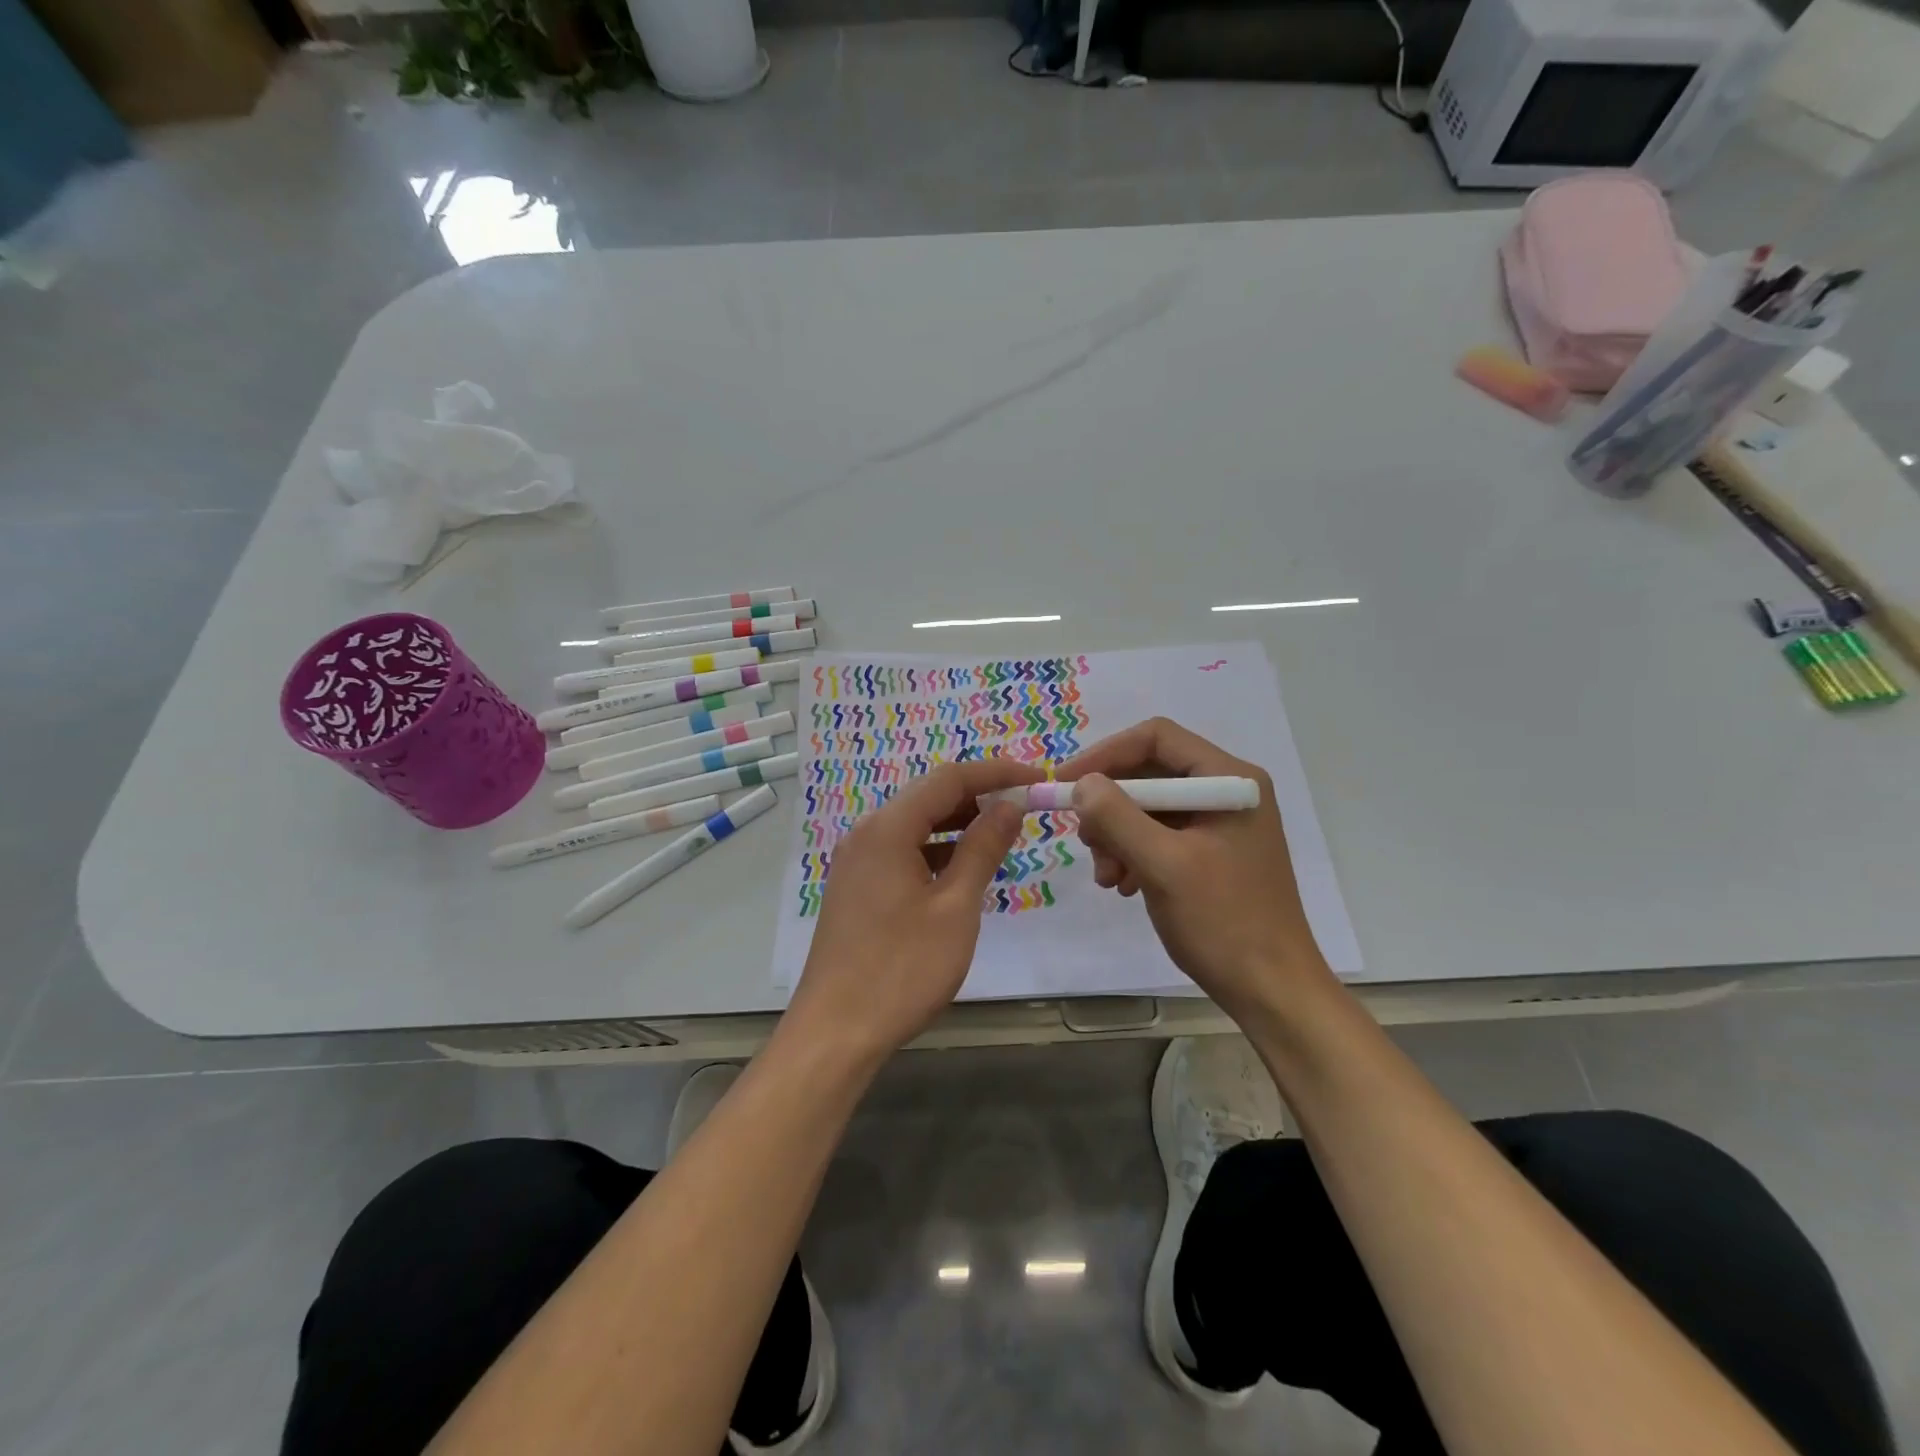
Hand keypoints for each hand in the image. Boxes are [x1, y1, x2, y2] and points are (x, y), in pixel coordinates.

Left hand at [782, 757, 1045, 1066]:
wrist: (835, 1031)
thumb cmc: (901, 969)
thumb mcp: (955, 907)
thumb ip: (982, 849)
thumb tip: (1009, 806)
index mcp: (888, 828)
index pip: (949, 779)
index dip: (997, 773)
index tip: (1037, 777)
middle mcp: (867, 833)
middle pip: (929, 797)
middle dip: (979, 796)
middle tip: (1025, 807)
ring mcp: (857, 861)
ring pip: (916, 825)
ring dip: (959, 824)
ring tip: (1003, 835)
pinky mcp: (857, 886)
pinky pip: (903, 850)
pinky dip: (937, 850)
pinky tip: (963, 868)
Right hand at [1058, 717, 1336, 1020]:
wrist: (1271, 991)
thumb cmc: (1224, 922)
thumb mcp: (1164, 865)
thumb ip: (1118, 817)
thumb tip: (1081, 784)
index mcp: (1229, 780)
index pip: (1156, 738)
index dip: (1105, 754)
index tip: (1066, 784)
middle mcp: (1226, 791)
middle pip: (1149, 772)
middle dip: (1110, 806)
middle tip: (1086, 841)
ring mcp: (1219, 823)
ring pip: (1148, 806)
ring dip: (1116, 835)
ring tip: (1107, 875)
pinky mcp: (1210, 852)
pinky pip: (1158, 834)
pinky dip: (1132, 853)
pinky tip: (1122, 884)